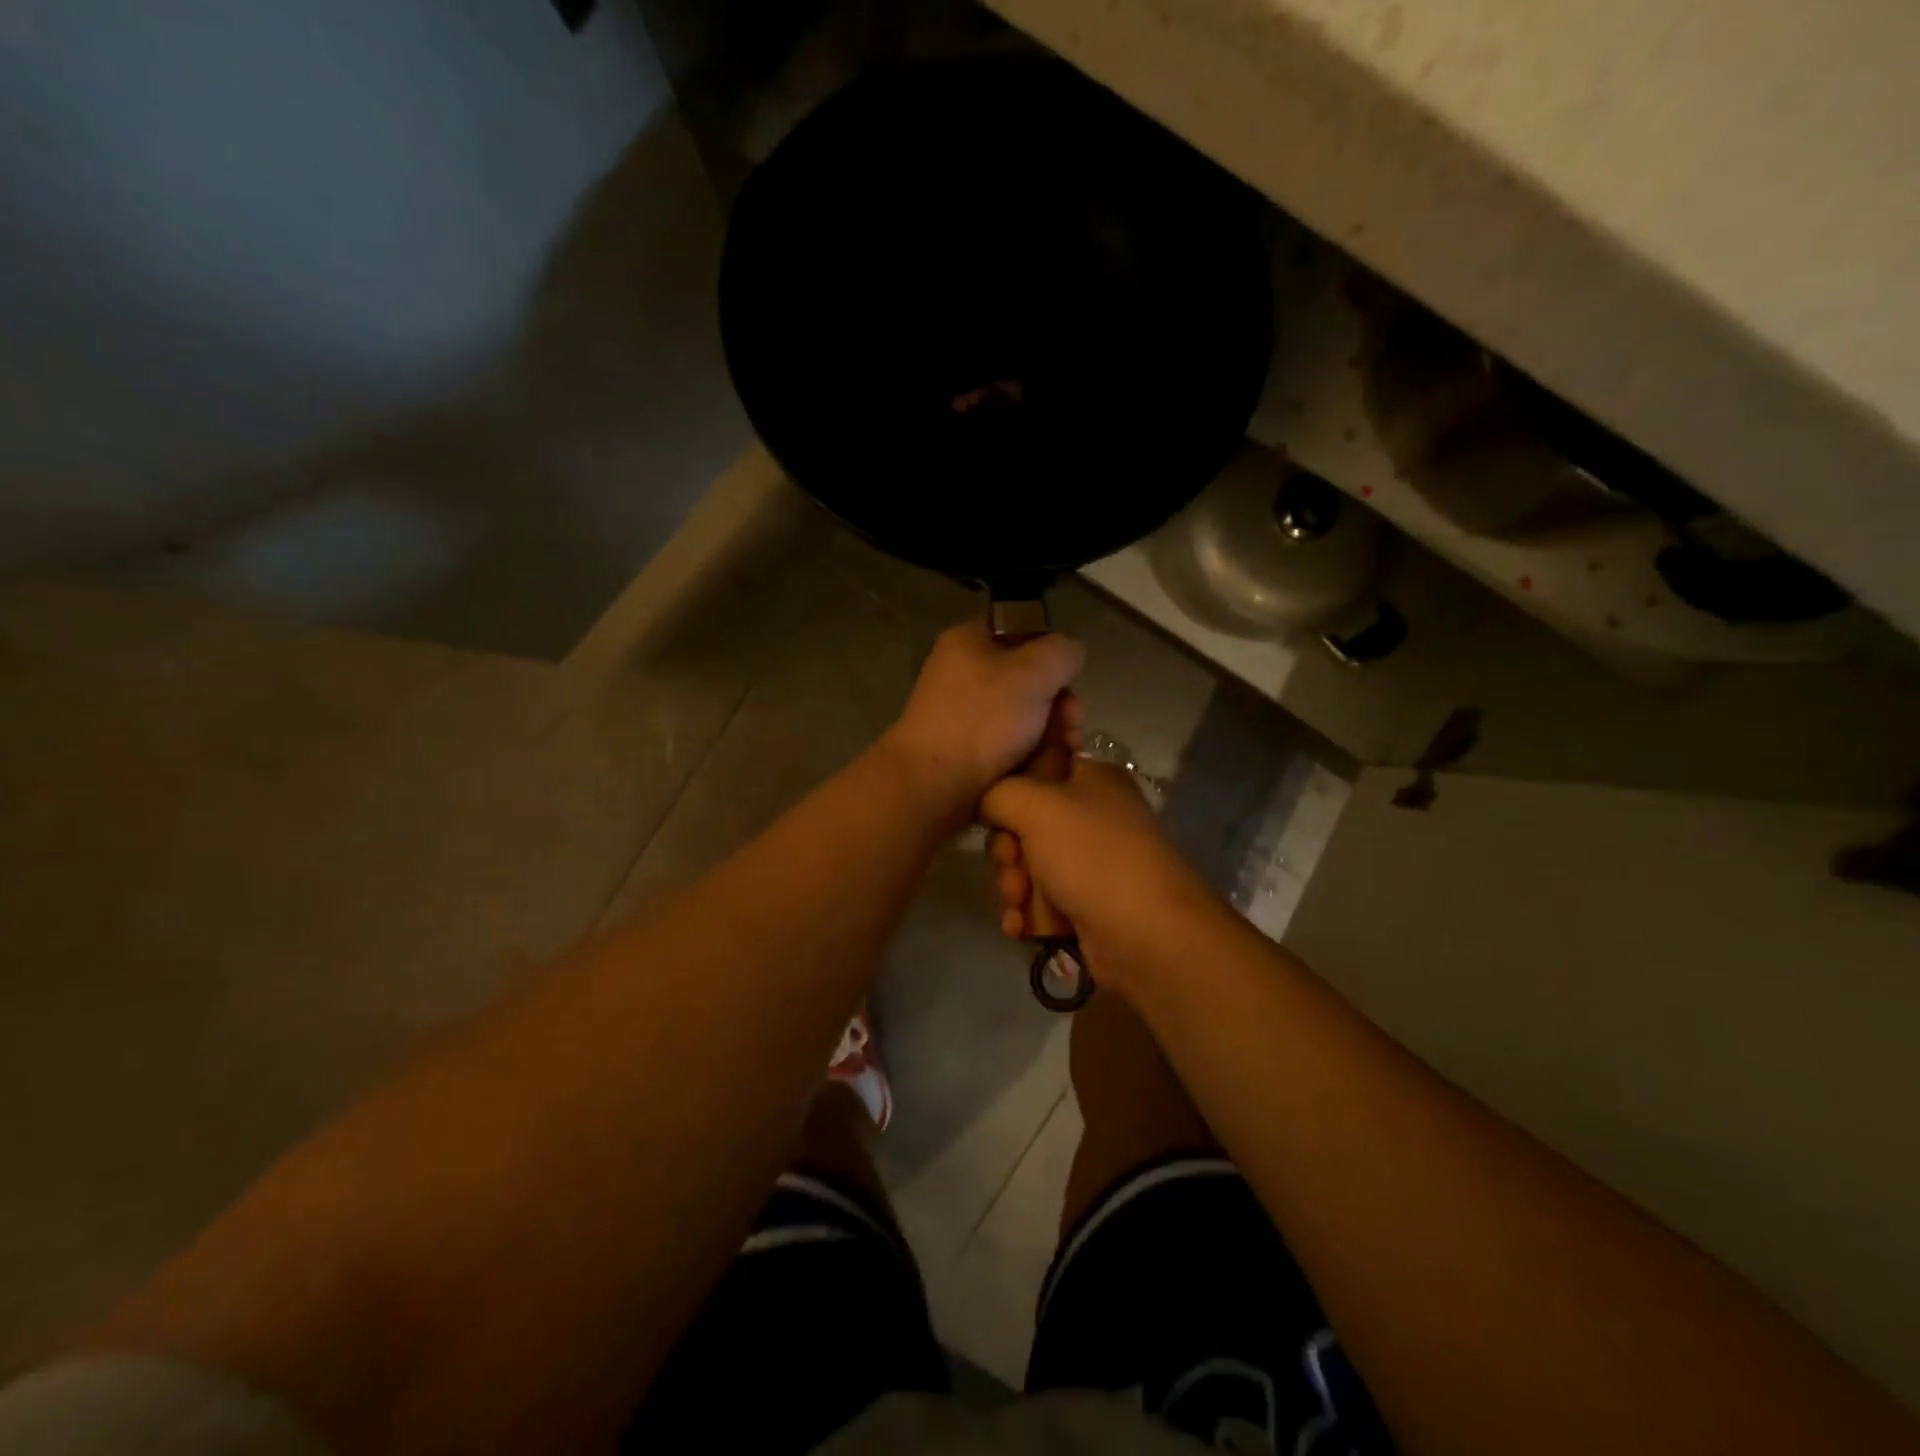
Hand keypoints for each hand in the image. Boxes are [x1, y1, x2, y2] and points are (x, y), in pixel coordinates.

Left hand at [879, 618, 1084, 823]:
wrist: (932, 787)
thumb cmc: (982, 720)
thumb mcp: (1033, 672)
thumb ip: (1062, 652)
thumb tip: (1069, 654)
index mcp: (969, 640)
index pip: (1020, 626)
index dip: (1050, 648)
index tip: (1068, 676)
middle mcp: (964, 673)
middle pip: (1029, 677)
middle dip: (1059, 702)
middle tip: (1071, 725)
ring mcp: (965, 714)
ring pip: (1025, 715)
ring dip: (1052, 733)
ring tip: (1063, 753)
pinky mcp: (968, 750)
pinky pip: (1011, 743)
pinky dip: (1031, 754)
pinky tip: (1045, 769)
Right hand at [981, 758, 1219, 995]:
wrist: (1146, 936)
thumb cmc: (1092, 856)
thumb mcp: (1036, 806)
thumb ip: (998, 793)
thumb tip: (984, 802)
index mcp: (1092, 779)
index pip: (1035, 771)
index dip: (1009, 796)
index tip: (997, 817)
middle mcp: (1093, 816)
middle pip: (1024, 825)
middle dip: (1008, 854)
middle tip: (1014, 871)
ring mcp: (1091, 863)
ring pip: (1028, 867)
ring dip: (1015, 888)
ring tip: (1021, 905)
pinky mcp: (1087, 904)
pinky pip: (1041, 901)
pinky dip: (1029, 914)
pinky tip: (1023, 928)